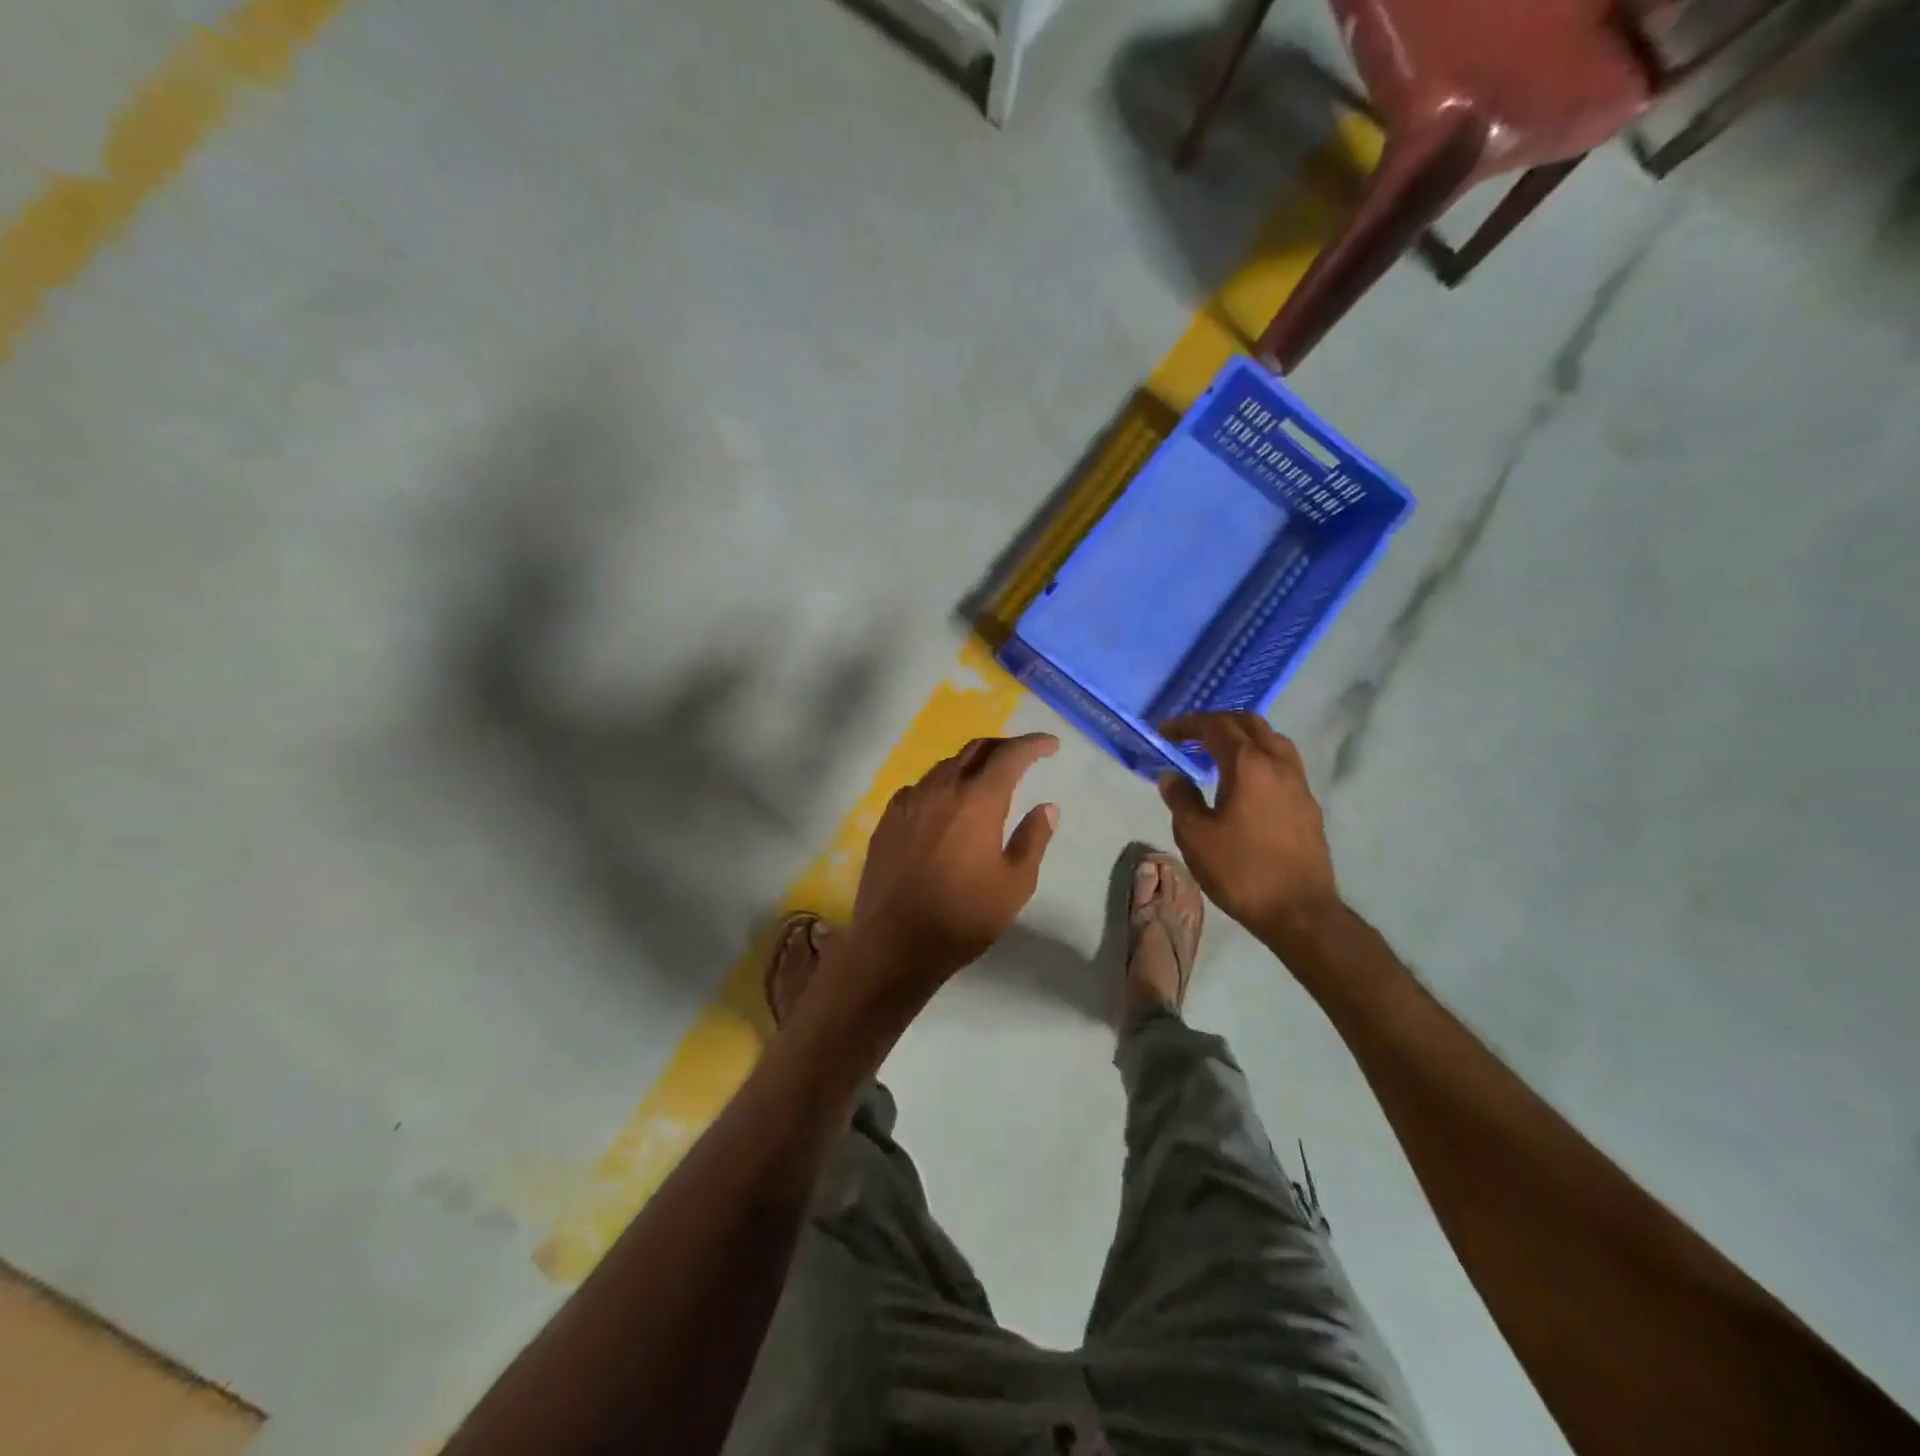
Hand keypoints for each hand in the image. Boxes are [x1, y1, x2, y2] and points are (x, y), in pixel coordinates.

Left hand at [837, 734, 1059, 1026]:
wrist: (895, 942)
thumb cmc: (964, 916)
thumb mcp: (1015, 883)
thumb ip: (1033, 838)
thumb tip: (1047, 807)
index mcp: (978, 800)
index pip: (1010, 755)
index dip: (1033, 744)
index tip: (1051, 745)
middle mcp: (941, 789)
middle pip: (975, 749)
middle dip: (1002, 746)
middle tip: (1022, 757)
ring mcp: (909, 801)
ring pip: (944, 766)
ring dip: (970, 765)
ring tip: (985, 780)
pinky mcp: (887, 819)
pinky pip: (919, 788)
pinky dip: (940, 786)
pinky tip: (944, 806)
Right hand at [1157, 713, 1339, 951]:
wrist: (1299, 911)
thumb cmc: (1241, 871)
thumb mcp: (1195, 836)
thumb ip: (1180, 798)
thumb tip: (1171, 775)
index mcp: (1247, 765)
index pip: (1215, 727)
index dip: (1187, 724)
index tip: (1164, 731)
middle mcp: (1277, 764)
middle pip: (1249, 723)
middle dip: (1217, 722)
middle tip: (1190, 734)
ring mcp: (1298, 783)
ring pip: (1272, 739)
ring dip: (1243, 736)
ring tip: (1218, 752)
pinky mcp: (1308, 804)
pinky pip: (1283, 762)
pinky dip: (1259, 756)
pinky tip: (1246, 781)